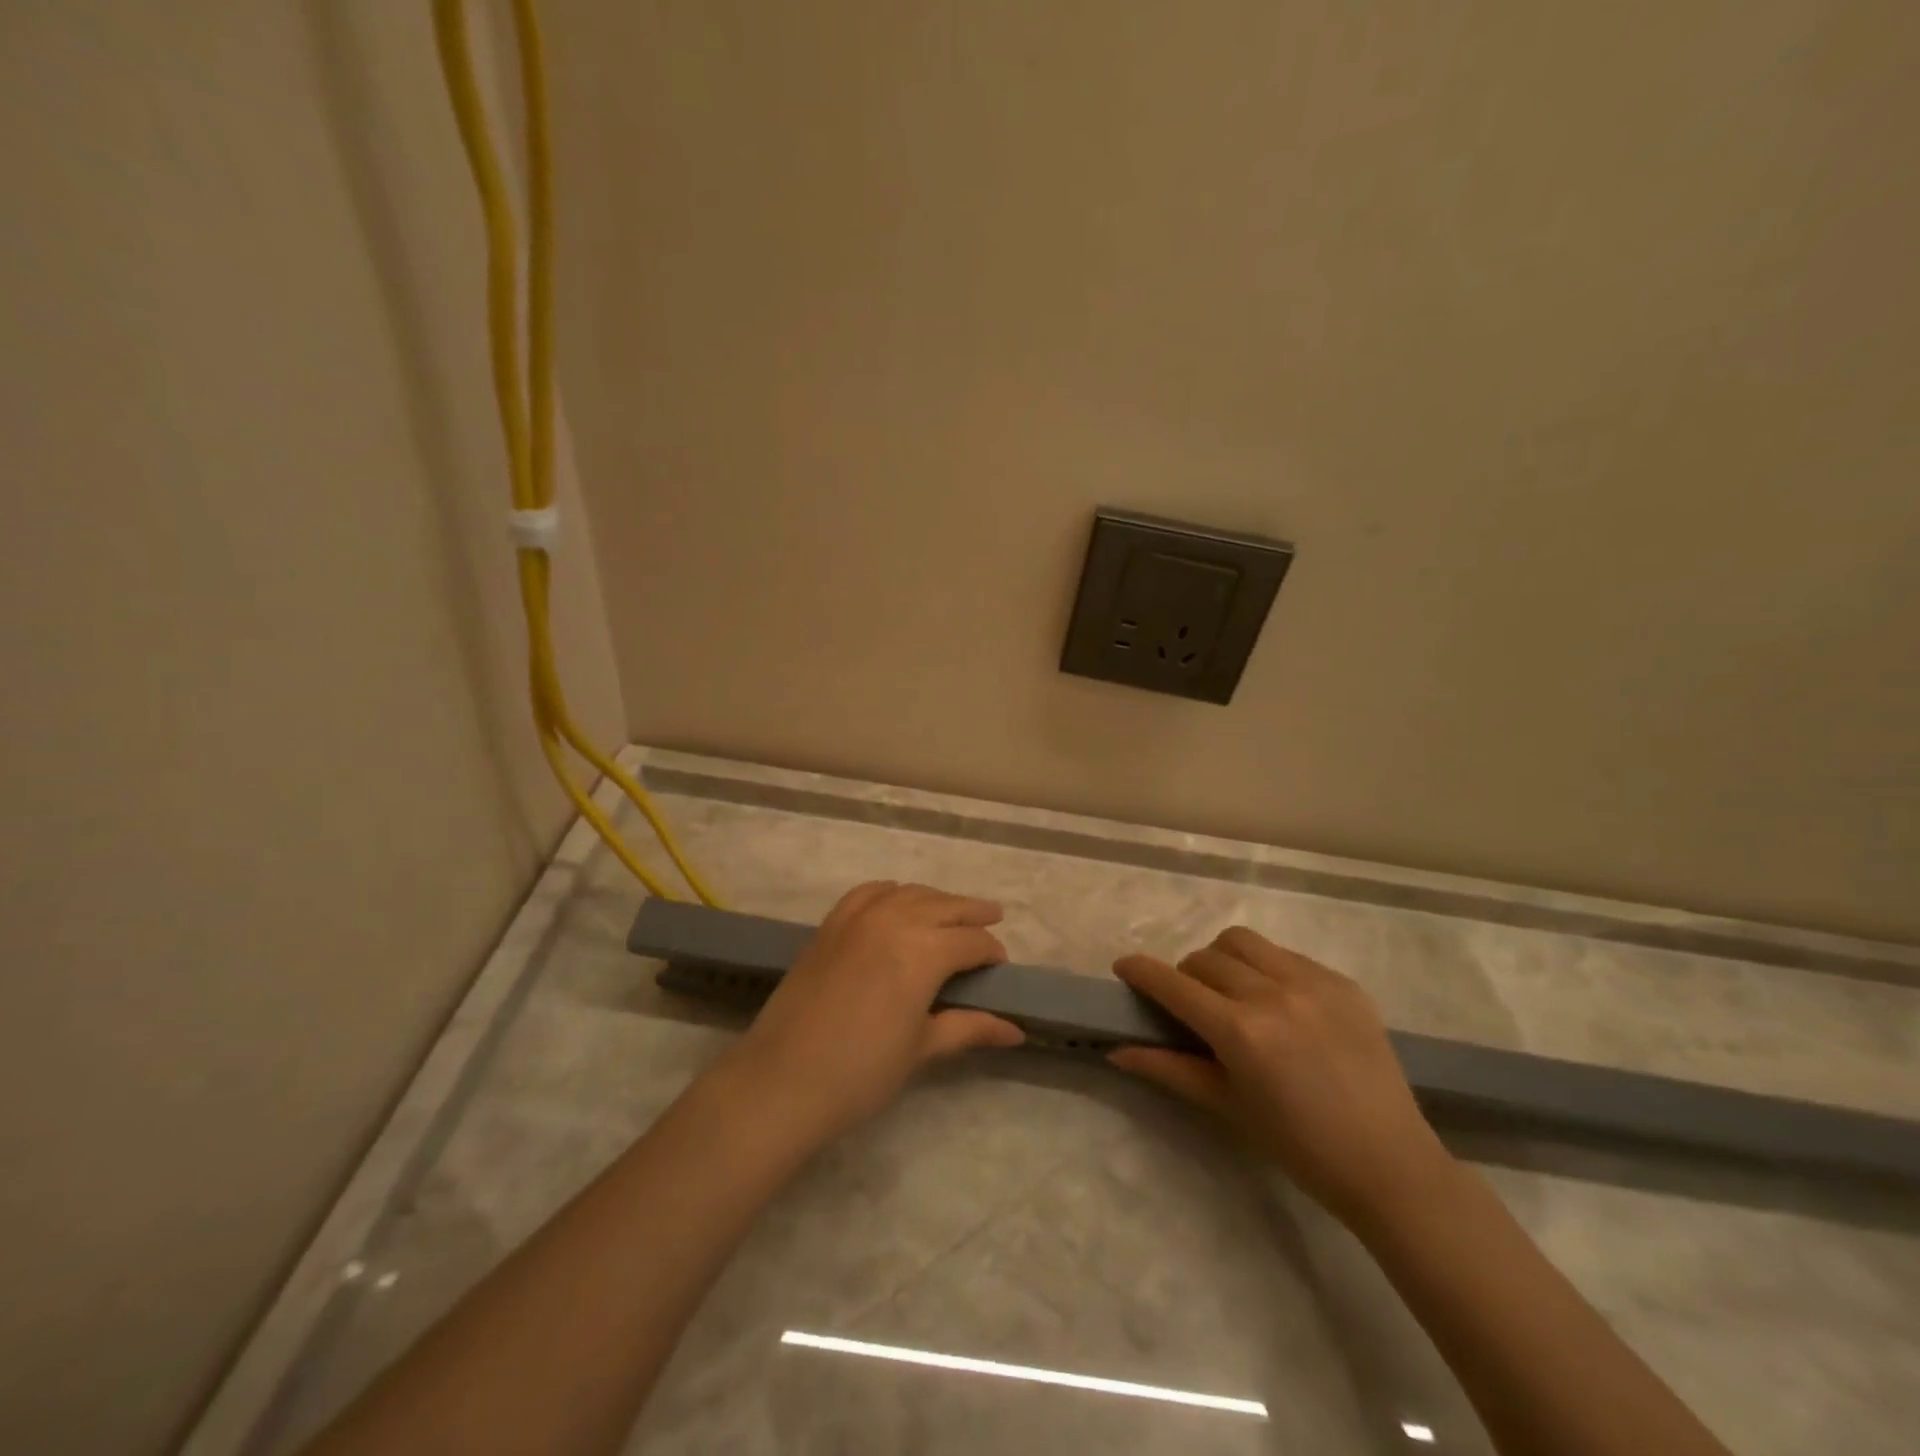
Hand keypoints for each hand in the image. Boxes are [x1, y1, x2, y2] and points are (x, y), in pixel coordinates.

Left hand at [718, 881, 1024, 1143]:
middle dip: (973, 913)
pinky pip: (868, 893)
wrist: (782, 1080)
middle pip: (945, 906)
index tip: (999, 967)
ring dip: (936, 900)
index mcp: (924, 951)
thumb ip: (970, 1027)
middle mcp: (894, 921)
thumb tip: (1016, 1030)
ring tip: (951, 912)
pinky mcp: (830, 924)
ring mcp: (858, 917)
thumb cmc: (861, 1072)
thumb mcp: (922, 1048)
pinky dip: (891, 892)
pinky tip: (897, 901)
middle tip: (992, 918)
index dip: (991, 952)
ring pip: (909, 893)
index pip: (972, 941)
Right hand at [1111, 926, 1453, 1226]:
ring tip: (1233, 993)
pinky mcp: (1343, 983)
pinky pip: (1286, 955)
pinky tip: (1280, 1005)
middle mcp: (1273, 995)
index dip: (1142, 971)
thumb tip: (1118, 1050)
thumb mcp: (1227, 1106)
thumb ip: (1169, 1069)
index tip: (1123, 967)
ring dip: (1223, 960)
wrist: (1391, 1165)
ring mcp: (1313, 983)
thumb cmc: (1299, 1147)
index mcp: (1241, 1032)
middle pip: (1205, 958)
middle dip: (1185, 976)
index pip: (1174, 984)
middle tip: (1191, 1005)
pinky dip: (1267, 969)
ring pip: (1243, 942)